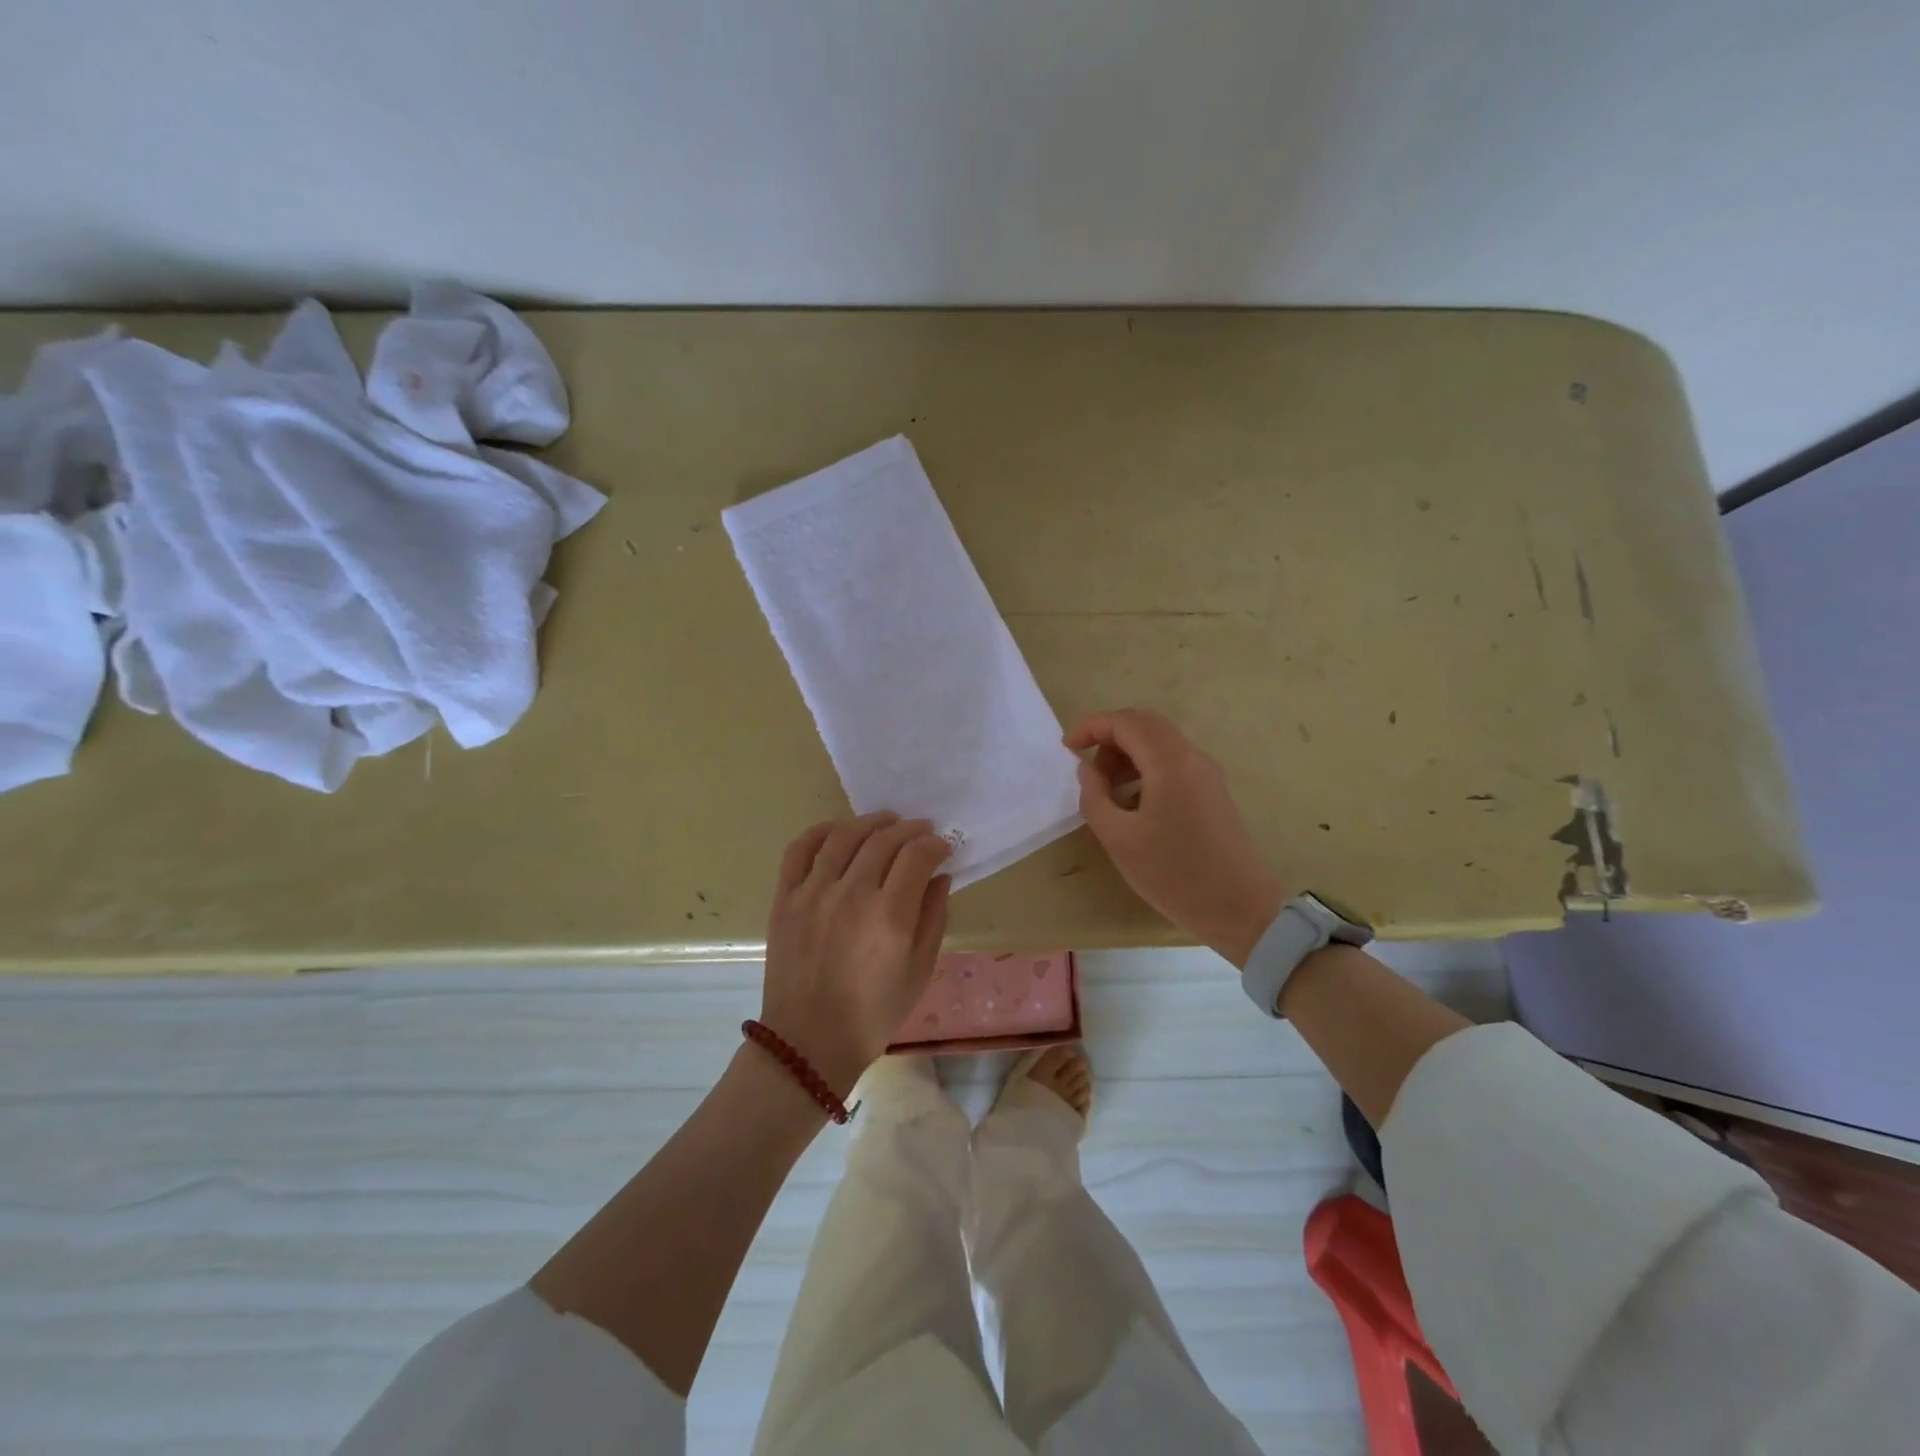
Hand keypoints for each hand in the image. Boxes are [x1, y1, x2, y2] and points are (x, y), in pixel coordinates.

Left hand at [760, 812, 953, 1097]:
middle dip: (910, 830)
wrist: (809, 1042)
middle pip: (884, 840)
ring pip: (844, 836)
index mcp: (890, 915)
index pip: (917, 855)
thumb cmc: (874, 1013)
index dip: (935, 844)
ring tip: (886, 822)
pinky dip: (820, 831)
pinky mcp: (786, 898)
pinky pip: (800, 850)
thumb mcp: (920, 970)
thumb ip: (934, 916)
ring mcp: (813, 893)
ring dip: (871, 822)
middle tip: (921, 832)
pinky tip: (838, 830)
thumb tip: (940, 876)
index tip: (943, 847)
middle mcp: (851, 894)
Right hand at [1066, 709, 1286, 967]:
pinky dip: (1146, 769)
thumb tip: (1088, 770)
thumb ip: (1094, 797)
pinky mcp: (1213, 791)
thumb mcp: (1119, 839)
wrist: (1241, 909)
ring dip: (1128, 755)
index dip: (1092, 728)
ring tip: (1108, 793)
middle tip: (1089, 772)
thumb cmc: (1174, 874)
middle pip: (1145, 724)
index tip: (1068, 750)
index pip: (1126, 721)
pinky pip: (1173, 763)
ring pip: (1160, 742)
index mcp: (1170, 762)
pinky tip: (1133, 805)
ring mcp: (1207, 774)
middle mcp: (1192, 757)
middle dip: (1110, 738)